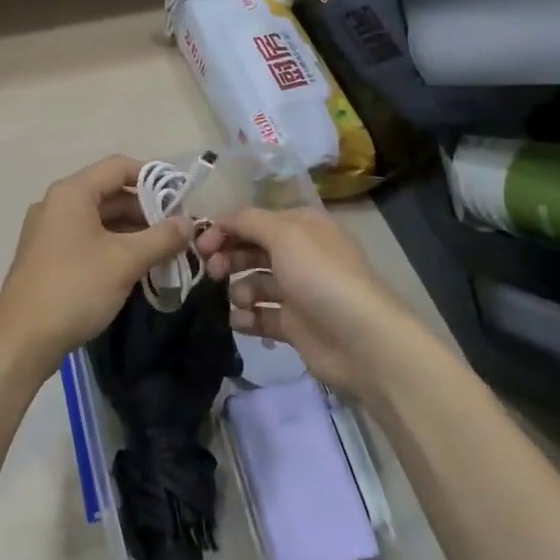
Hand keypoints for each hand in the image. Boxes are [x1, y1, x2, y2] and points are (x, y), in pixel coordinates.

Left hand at [0, 155, 194, 381]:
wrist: (22, 338)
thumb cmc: (75, 288)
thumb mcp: (125, 261)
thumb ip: (161, 238)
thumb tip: (189, 223)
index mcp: (72, 193)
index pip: (119, 167)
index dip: (153, 177)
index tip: (182, 198)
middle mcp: (57, 203)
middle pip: (110, 193)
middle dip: (147, 211)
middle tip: (178, 233)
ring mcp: (49, 230)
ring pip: (100, 219)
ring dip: (133, 232)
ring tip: (164, 253)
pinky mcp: (48, 256)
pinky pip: (88, 239)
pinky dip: (114, 246)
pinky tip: (136, 268)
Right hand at [196, 206, 420, 400]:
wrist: (360, 339)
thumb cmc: (320, 276)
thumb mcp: (283, 234)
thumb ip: (247, 221)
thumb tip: (221, 220)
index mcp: (301, 227)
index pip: (253, 220)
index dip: (224, 229)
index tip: (199, 245)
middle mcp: (299, 255)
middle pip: (250, 250)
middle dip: (227, 258)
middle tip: (212, 272)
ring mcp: (297, 291)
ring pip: (253, 284)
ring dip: (238, 290)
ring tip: (240, 300)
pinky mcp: (294, 325)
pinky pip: (260, 316)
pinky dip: (247, 318)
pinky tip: (242, 321)